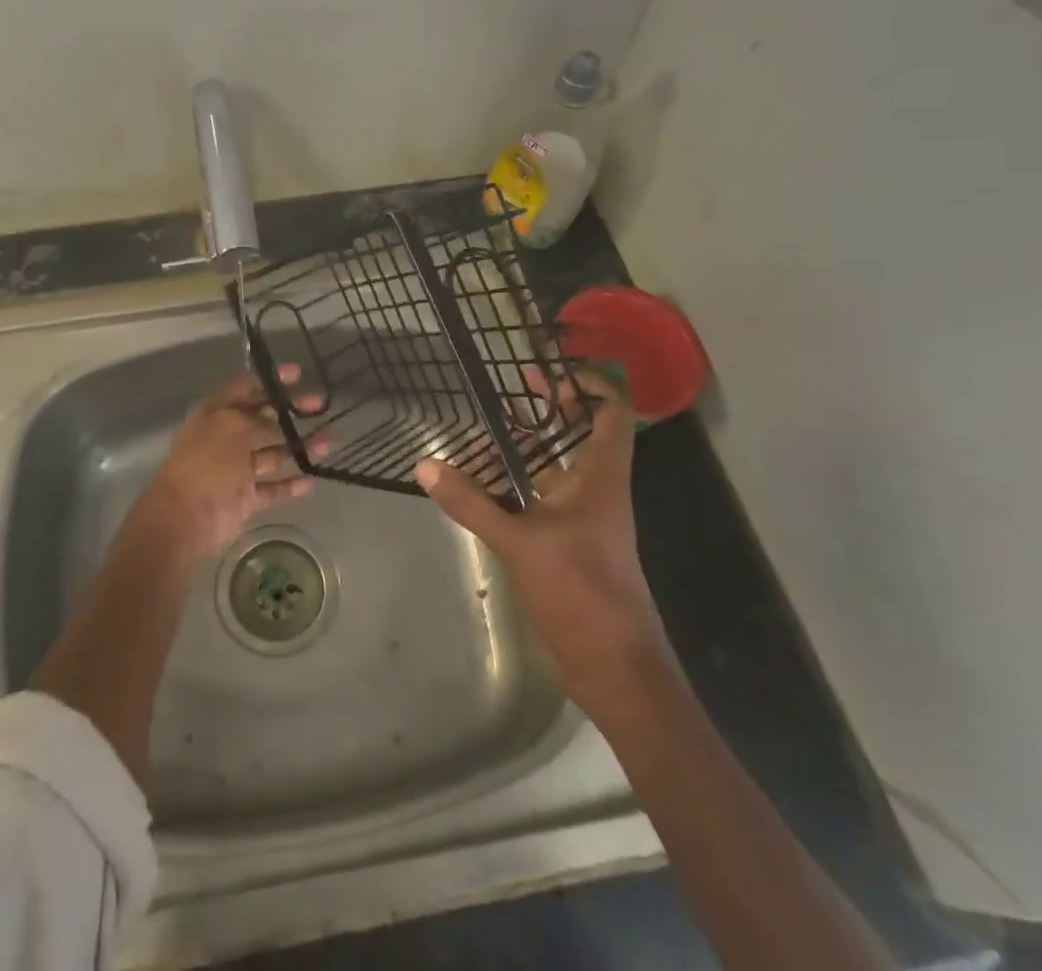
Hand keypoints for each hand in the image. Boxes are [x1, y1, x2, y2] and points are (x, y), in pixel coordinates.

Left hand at [132, 366, 325, 561]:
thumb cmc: (207, 462)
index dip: (270, 380)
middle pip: (264, 420)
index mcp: (217, 414)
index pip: (246, 388)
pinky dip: (290, 485)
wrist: (186, 518)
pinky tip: (311, 479)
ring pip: (273, 455)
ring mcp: (236, 470)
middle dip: (291, 412)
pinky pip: (272, 489)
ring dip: (300, 448)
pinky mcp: (245, 499)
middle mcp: (227, 438)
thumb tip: (279, 424)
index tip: (298, 374)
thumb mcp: (235, 429)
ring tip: (330, 441)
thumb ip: (261, 423)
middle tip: (321, 404)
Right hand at [415, 369, 664, 685]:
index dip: (588, 383)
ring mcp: (585, 518)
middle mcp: (598, 490)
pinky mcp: (570, 543)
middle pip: (583, 434)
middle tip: (507, 391)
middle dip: (550, 409)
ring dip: (531, 446)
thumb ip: (472, 503)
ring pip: (560, 466)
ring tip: (485, 429)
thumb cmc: (582, 592)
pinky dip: (519, 482)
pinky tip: (484, 483)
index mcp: (602, 478)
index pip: (612, 412)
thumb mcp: (521, 542)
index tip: (546, 373)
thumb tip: (425, 465)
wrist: (615, 668)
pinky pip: (544, 497)